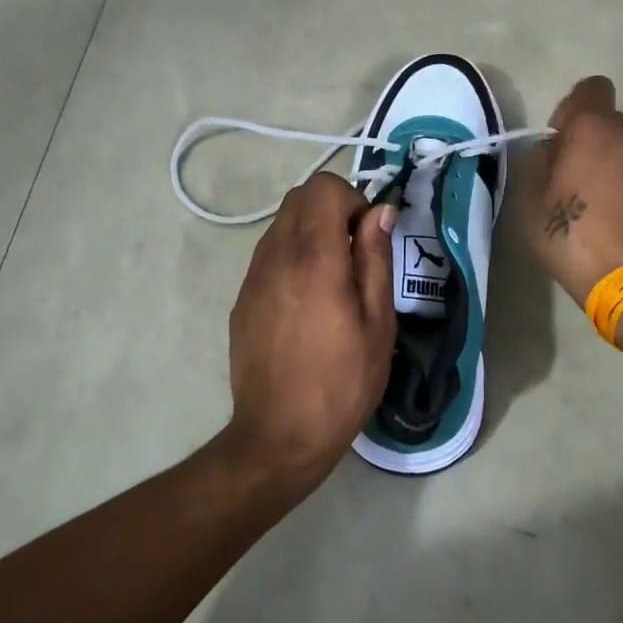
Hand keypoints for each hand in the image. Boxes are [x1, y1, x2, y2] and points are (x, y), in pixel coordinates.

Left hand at [223, 171, 396, 489]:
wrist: (279, 435)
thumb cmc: (342, 382)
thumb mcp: (378, 323)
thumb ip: (376, 258)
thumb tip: (380, 212)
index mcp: (314, 258)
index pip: (323, 187)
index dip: (352, 199)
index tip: (368, 235)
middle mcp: (276, 256)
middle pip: (298, 198)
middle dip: (332, 209)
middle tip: (355, 252)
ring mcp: (252, 277)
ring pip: (281, 224)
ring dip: (310, 232)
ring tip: (333, 279)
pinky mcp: (242, 298)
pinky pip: (268, 255)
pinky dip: (292, 256)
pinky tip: (307, 301)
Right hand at [519, 76, 622, 306]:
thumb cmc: (574, 237)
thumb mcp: (532, 202)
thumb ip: (539, 162)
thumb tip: (553, 149)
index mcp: (593, 127)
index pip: (590, 88)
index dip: (573, 110)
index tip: (564, 142)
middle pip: (613, 122)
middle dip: (597, 142)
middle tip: (582, 181)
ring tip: (611, 205)